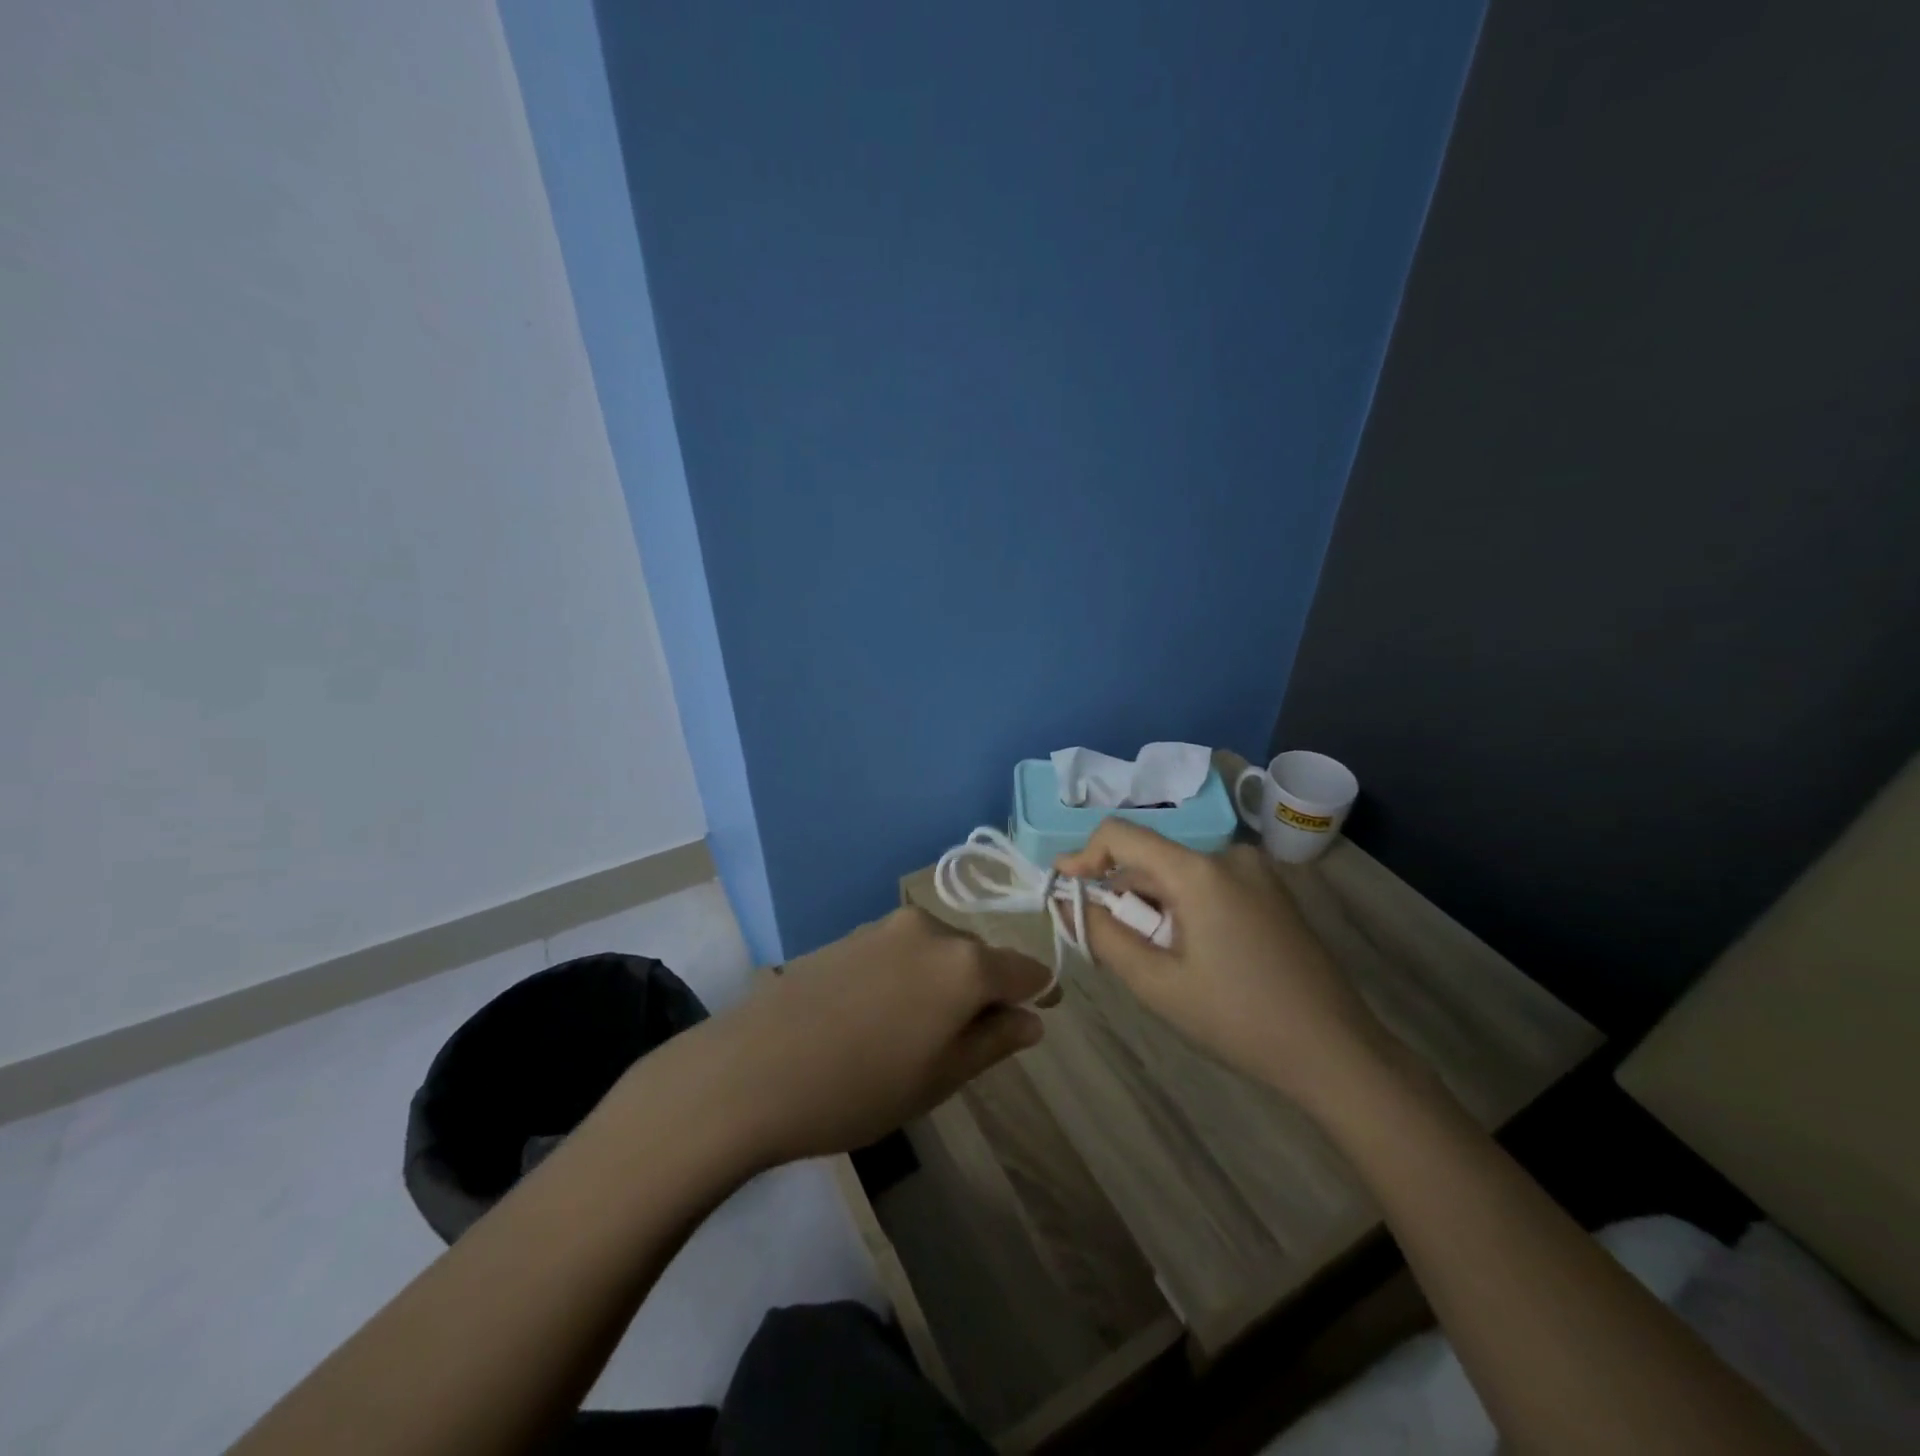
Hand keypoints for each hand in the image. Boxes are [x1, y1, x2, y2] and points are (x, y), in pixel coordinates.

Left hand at [693, 908, 1050, 1166]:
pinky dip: (909, 976)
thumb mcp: (941, 1078)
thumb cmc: (860, 1088)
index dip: (1037, 993)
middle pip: (979, 956)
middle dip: (985, 990)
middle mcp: (931, 929)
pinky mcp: (850, 933)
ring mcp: (886, 926)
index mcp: (964, 964)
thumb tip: (1032, 1019)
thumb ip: (994, 1041)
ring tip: (915, 1034)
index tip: (1037, 1016)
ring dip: (943, 983)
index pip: (1024, 969)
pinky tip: (878, 1015)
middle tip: (965, 1044)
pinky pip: (901, 950)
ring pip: (938, 951)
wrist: (753, 1069)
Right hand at [1056, 821, 1395, 1109]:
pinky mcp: (1271, 892)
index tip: (1064, 891)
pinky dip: (1184, 910)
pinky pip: (1207, 886)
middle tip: (1116, 951)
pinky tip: (1194, 957)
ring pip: (1177, 876)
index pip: (1121, 834)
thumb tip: (1065, 901)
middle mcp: (1228, 855)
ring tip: (1161, 963)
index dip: (1083, 856)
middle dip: (1122, 898)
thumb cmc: (1238, 1019)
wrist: (1336, 1052)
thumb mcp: (1157, 983)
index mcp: (1199, 870)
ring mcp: (1255, 872)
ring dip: (1153, 908)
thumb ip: (1102, 935)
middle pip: (1150, 860)